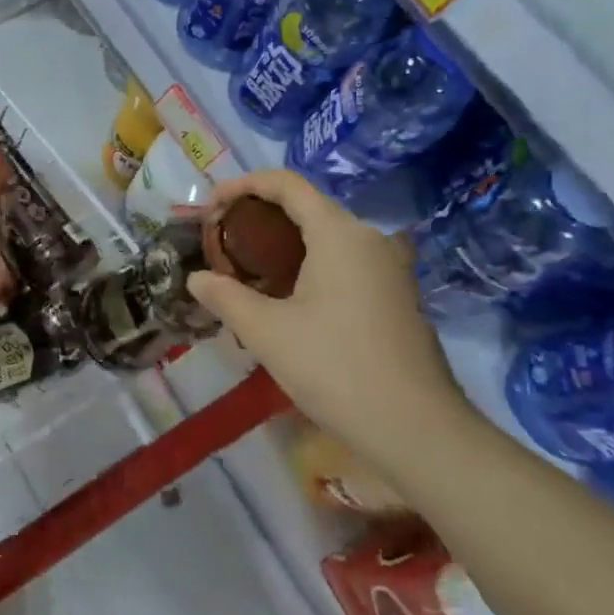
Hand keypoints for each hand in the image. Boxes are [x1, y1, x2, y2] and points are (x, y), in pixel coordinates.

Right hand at [184, 170, 475, 482]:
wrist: (418, 431)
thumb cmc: (336, 369)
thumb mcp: (267, 332)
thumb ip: (225, 296)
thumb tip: (196, 278)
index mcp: (338, 233)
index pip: (285, 183)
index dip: (242, 185)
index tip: (209, 208)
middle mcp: (368, 238)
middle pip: (306, 206)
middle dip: (258, 215)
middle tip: (222, 241)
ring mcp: (389, 267)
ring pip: (326, 236)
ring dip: (283, 242)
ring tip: (247, 269)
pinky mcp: (397, 295)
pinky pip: (345, 261)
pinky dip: (309, 263)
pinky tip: (288, 298)